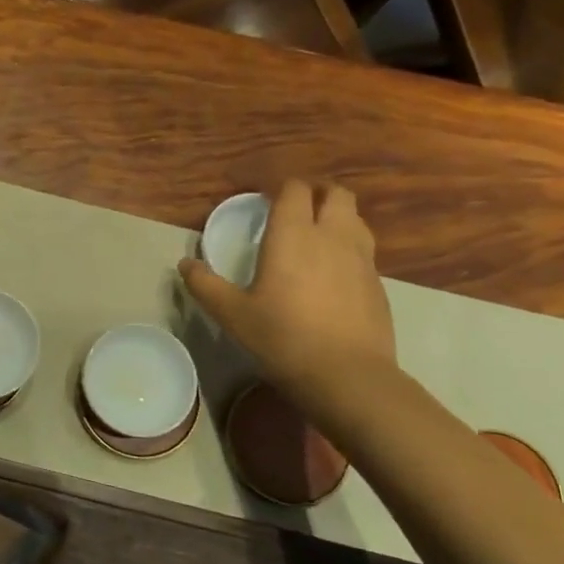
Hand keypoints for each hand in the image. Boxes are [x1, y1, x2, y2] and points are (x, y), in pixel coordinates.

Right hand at [179, 181, 394, 391]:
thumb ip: (205, 285)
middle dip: (317, 193)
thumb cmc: (282, 337)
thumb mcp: (232, 314)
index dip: (281, 188)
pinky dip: (349, 248)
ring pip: (355, 219)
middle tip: (296, 210)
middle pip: (336, 194)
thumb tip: (185, 264)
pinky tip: (333, 274)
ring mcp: (361, 259)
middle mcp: (332, 236)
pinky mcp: (378, 283)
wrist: (347, 375)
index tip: (265, 200)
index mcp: (293, 235)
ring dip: (337, 217)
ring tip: (317, 236)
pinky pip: (364, 250)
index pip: (295, 190)